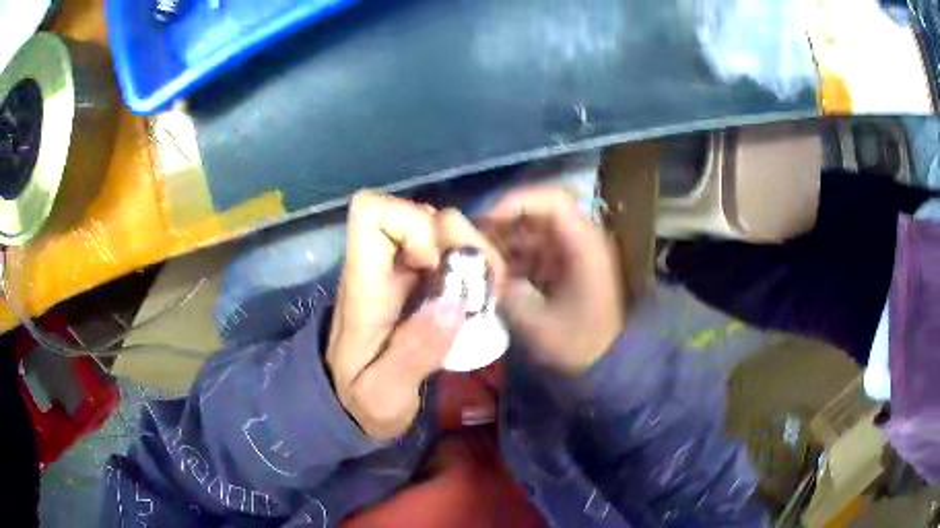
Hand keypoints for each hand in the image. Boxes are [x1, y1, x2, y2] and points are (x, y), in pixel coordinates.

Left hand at [327, 192, 503, 439]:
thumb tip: (454, 303)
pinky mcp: (419, 282)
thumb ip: (413, 354)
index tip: (436, 266)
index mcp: (363, 284)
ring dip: (474, 255)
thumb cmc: (360, 401)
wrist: (351, 405)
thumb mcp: (383, 394)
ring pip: (443, 229)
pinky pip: (452, 252)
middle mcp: (381, 266)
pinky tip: (482, 299)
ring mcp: (402, 271)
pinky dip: (474, 267)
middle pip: (421, 214)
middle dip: (461, 241)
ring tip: (487, 294)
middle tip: (481, 287)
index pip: (370, 212)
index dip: (412, 224)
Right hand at [483, 187, 623, 376]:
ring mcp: (574, 251)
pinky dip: (513, 255)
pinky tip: (493, 272)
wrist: (606, 363)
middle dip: (503, 222)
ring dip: (505, 239)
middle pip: (538, 211)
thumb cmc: (577, 343)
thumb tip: (477, 267)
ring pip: (533, 229)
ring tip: (477, 257)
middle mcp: (581, 239)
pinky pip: (535, 248)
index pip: (551, 200)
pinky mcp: (566, 265)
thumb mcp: (535, 320)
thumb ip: (503, 289)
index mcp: (584, 244)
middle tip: (472, 240)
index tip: (483, 221)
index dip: (514, 201)